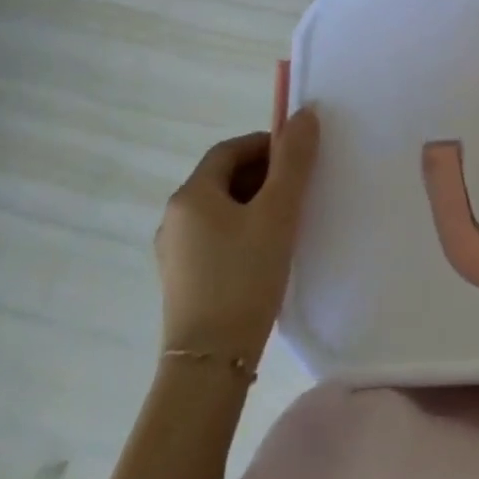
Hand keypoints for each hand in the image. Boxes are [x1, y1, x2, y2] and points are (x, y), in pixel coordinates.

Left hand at [154, 107, 319, 365]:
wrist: (209, 364)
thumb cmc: (244, 277)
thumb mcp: (278, 213)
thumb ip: (294, 161)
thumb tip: (304, 114)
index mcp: (191, 195)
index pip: (230, 150)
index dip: (267, 144)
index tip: (299, 157)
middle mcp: (174, 217)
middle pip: (223, 177)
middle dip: (264, 174)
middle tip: (300, 188)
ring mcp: (174, 252)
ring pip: (220, 209)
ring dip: (254, 203)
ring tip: (289, 220)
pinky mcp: (182, 279)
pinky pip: (215, 237)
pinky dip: (242, 230)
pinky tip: (266, 251)